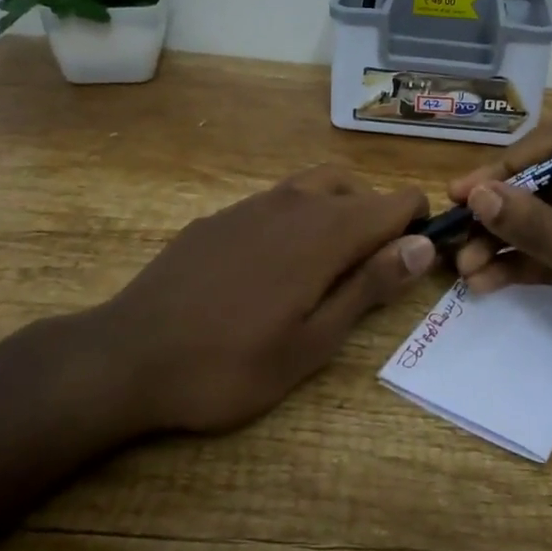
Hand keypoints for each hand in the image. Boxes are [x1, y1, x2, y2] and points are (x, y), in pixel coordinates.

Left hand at [86, 164, 433, 434]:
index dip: (418, 225)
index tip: (413, 262)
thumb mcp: (312, 342)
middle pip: (359, 189)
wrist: (128, 354)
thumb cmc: (230, 363)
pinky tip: (271, 268)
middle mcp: (297, 201)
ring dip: (338, 213)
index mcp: (328, 231)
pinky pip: (278, 201)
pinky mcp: (223, 214)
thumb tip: (422, 245)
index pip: (397, 201)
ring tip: (325, 268)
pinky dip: (298, 218)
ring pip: (318, 187)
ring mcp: (255, 203)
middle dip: (377, 220)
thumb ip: (370, 286)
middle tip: (367, 276)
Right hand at [447, 135, 551, 440]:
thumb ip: (540, 230)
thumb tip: (479, 193)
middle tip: (452, 240)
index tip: (459, 193)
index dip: (504, 170)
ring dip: (509, 244)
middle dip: (501, 215)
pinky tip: (491, 283)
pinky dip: (532, 265)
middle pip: (549, 186)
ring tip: (463, 271)